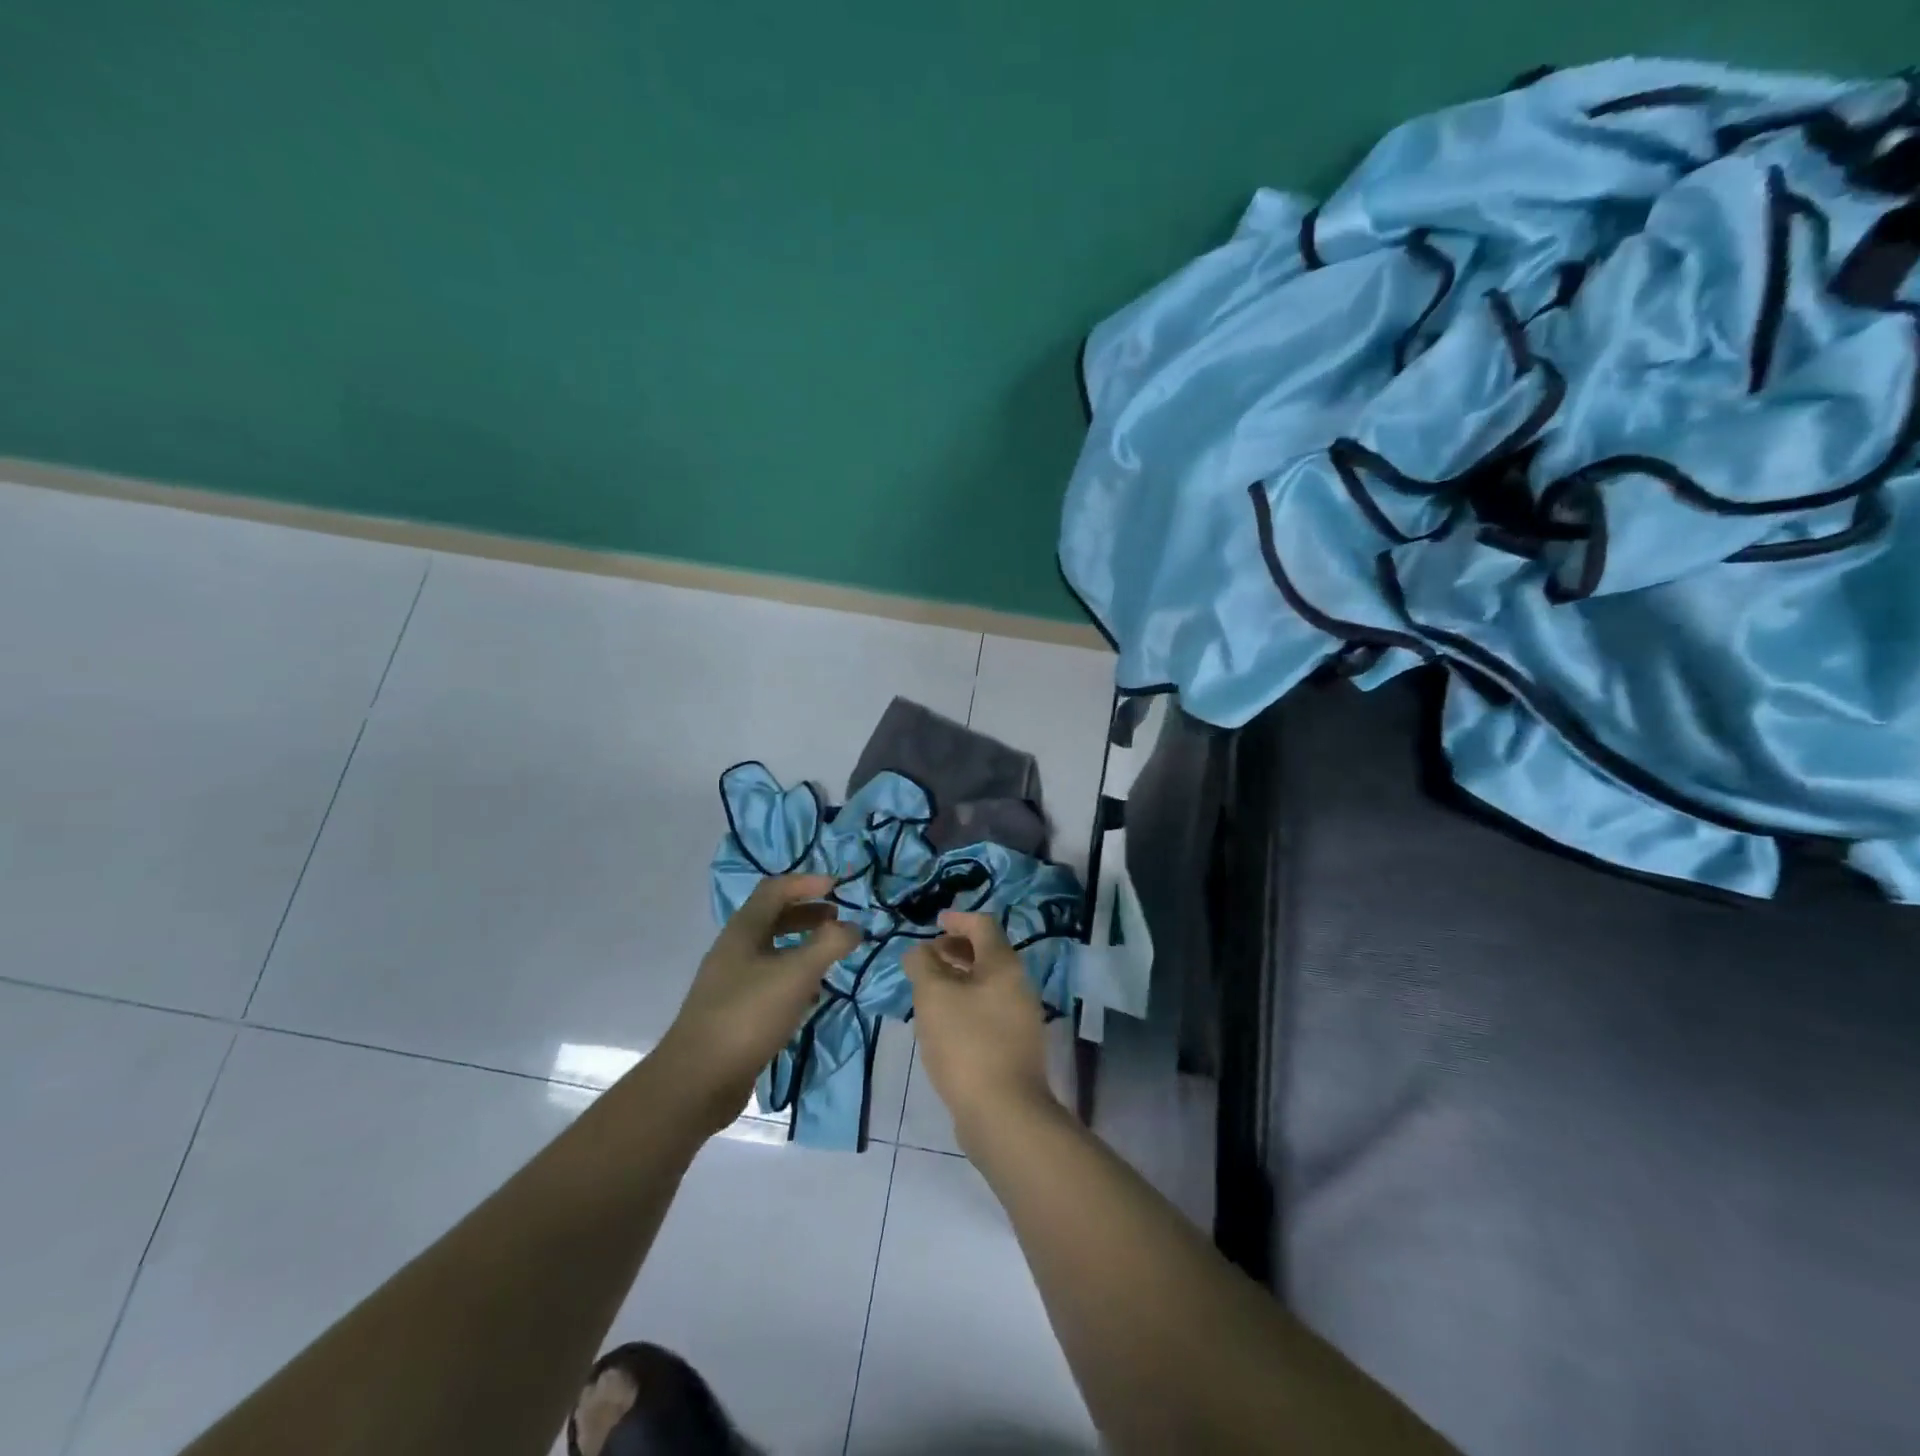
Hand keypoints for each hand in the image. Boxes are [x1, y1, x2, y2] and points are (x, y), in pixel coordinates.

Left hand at [654, 874, 859, 1134]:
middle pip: (773, 918)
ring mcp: (731, 982)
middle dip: (807, 913)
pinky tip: (812, 995)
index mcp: (744, 930)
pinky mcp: (734, 1011)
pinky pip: (769, 980)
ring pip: (772, 950)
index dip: (807, 883)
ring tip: (831, 955)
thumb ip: (829, 944)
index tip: (839, 887)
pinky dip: (794, 977)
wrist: (697, 1080)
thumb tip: (854, 926)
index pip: (775, 889)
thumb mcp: (797, 974)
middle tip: (838, 920)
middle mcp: (734, 949)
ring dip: (802, 945)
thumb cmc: (748, 1015)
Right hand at [903, 910, 1056, 1146]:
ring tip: (928, 990)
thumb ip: (922, 965)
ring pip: (987, 984)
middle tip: (926, 957)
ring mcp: (1021, 1017)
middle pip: (987, 954)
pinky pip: (988, 1010)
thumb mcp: (933, 996)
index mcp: (1004, 965)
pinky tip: (944, 1024)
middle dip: (955, 950)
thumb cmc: (966, 1043)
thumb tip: (919, 951)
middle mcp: (1019, 985)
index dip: (958, 919)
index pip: (983, 925)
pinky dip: (966, 1003)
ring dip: (958, 978)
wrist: (1004, 1112)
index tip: (935, 923)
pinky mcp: (1015, 1046)